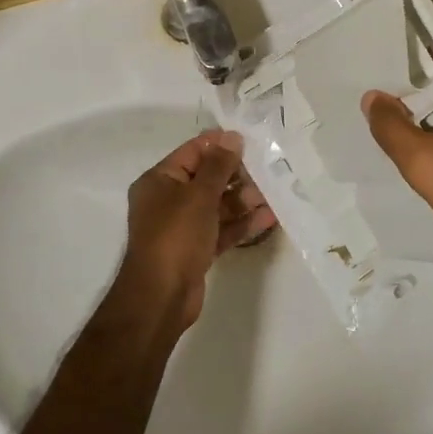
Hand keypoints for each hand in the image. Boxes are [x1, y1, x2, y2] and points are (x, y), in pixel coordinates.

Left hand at [115, 130, 275, 330]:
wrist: (162, 296)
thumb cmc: (176, 236)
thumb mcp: (199, 195)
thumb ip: (218, 166)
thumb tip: (232, 137)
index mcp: (159, 181)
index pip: (192, 152)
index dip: (220, 145)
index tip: (250, 141)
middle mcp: (168, 200)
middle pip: (206, 179)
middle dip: (237, 175)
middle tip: (268, 170)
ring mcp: (182, 227)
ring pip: (217, 205)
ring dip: (244, 200)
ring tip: (273, 195)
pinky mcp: (196, 249)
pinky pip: (221, 229)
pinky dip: (242, 223)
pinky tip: (269, 218)